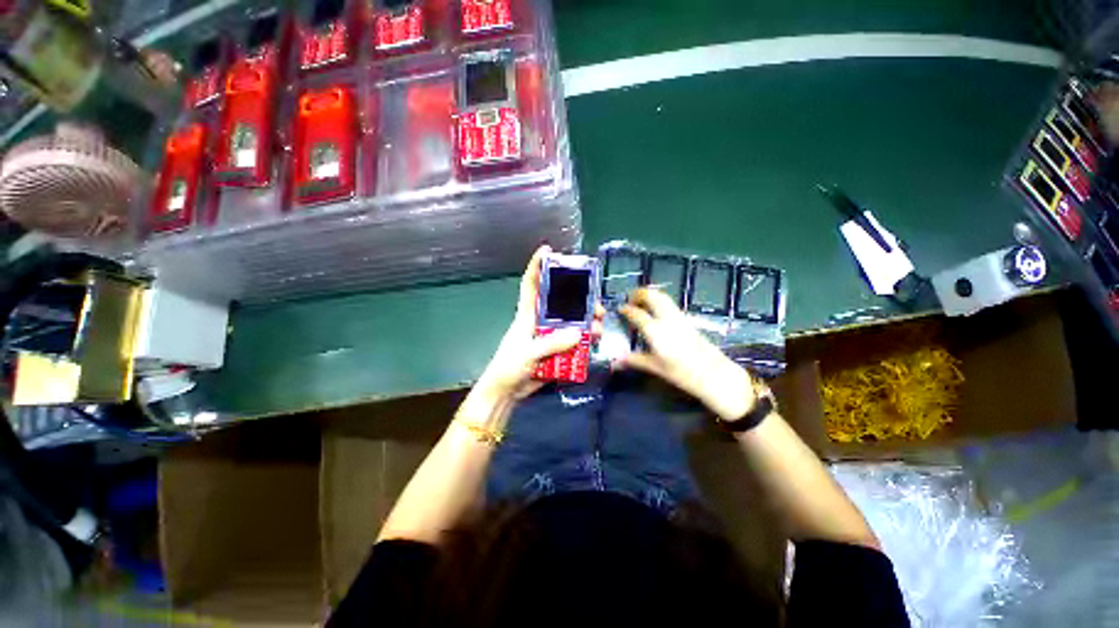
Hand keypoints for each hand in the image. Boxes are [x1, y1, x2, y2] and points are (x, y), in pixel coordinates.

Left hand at [475, 246, 603, 401]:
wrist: (507, 392)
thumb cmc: (509, 367)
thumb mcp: (528, 353)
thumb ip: (551, 344)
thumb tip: (579, 333)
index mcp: (527, 314)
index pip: (531, 284)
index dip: (536, 266)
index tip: (547, 250)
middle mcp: (541, 320)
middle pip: (561, 301)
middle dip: (579, 298)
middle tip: (595, 303)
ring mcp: (550, 335)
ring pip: (572, 321)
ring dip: (587, 321)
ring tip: (599, 325)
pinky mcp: (557, 349)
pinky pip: (574, 340)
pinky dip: (586, 339)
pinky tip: (595, 341)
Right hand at [617, 288, 754, 420]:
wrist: (716, 375)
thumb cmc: (683, 374)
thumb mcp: (656, 368)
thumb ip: (636, 360)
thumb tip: (617, 361)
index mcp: (656, 331)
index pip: (636, 314)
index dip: (626, 310)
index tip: (619, 309)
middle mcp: (667, 319)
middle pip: (652, 296)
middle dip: (639, 293)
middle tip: (630, 298)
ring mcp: (679, 317)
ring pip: (662, 296)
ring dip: (650, 294)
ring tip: (641, 301)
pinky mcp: (687, 320)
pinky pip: (669, 303)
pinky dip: (659, 301)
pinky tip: (655, 312)